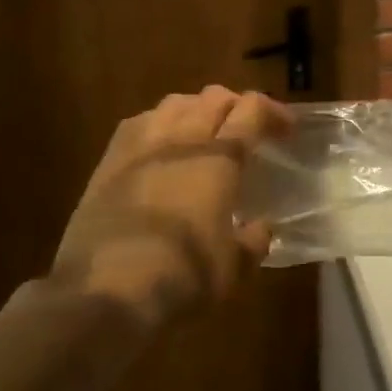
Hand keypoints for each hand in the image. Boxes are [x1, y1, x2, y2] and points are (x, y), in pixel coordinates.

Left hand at [50, 87, 290, 331]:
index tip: (287, 130)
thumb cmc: (182, 276)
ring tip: (204, 132)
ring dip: (197, 109)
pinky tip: (161, 146)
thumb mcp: (233, 268)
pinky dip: (159, 124)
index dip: (274, 112)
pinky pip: (139, 122)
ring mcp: (141, 146)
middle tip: (248, 130)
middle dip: (237, 106)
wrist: (104, 293)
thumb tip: (259, 228)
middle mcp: (182, 139)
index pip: (251, 110)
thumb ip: (252, 241)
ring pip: (175, 103)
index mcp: (219, 158)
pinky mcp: (108, 162)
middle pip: (214, 97)